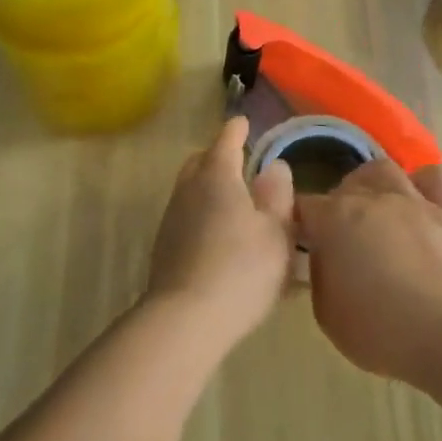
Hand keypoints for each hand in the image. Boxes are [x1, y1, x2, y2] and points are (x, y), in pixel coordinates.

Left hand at [147, 116, 296, 345]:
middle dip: (218, 156)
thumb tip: (275, 167)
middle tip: (240, 162)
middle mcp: (189, 190)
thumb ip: (277, 196)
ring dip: (209, 188)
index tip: (243, 122)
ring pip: (190, 189)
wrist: (186, 318)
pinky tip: (220, 236)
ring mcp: (172, 218)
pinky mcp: (164, 247)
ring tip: (234, 202)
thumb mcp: (276, 232)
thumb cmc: (242, 269)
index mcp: (218, 176)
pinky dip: (203, 214)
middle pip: (201, 161)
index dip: (237, 130)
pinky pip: (187, 216)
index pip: (226, 140)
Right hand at [296, 159, 441, 388]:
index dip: (299, 222)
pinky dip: (422, 183)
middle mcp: (372, 198)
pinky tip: (417, 201)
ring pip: (383, 169)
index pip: (304, 205)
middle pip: (343, 185)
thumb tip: (325, 256)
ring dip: (371, 185)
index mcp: (335, 219)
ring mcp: (414, 201)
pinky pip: (436, 177)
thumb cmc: (383, 331)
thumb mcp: (327, 314)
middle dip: (335, 204)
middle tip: (339, 236)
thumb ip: (320, 274)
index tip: (301, 242)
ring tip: (373, 209)